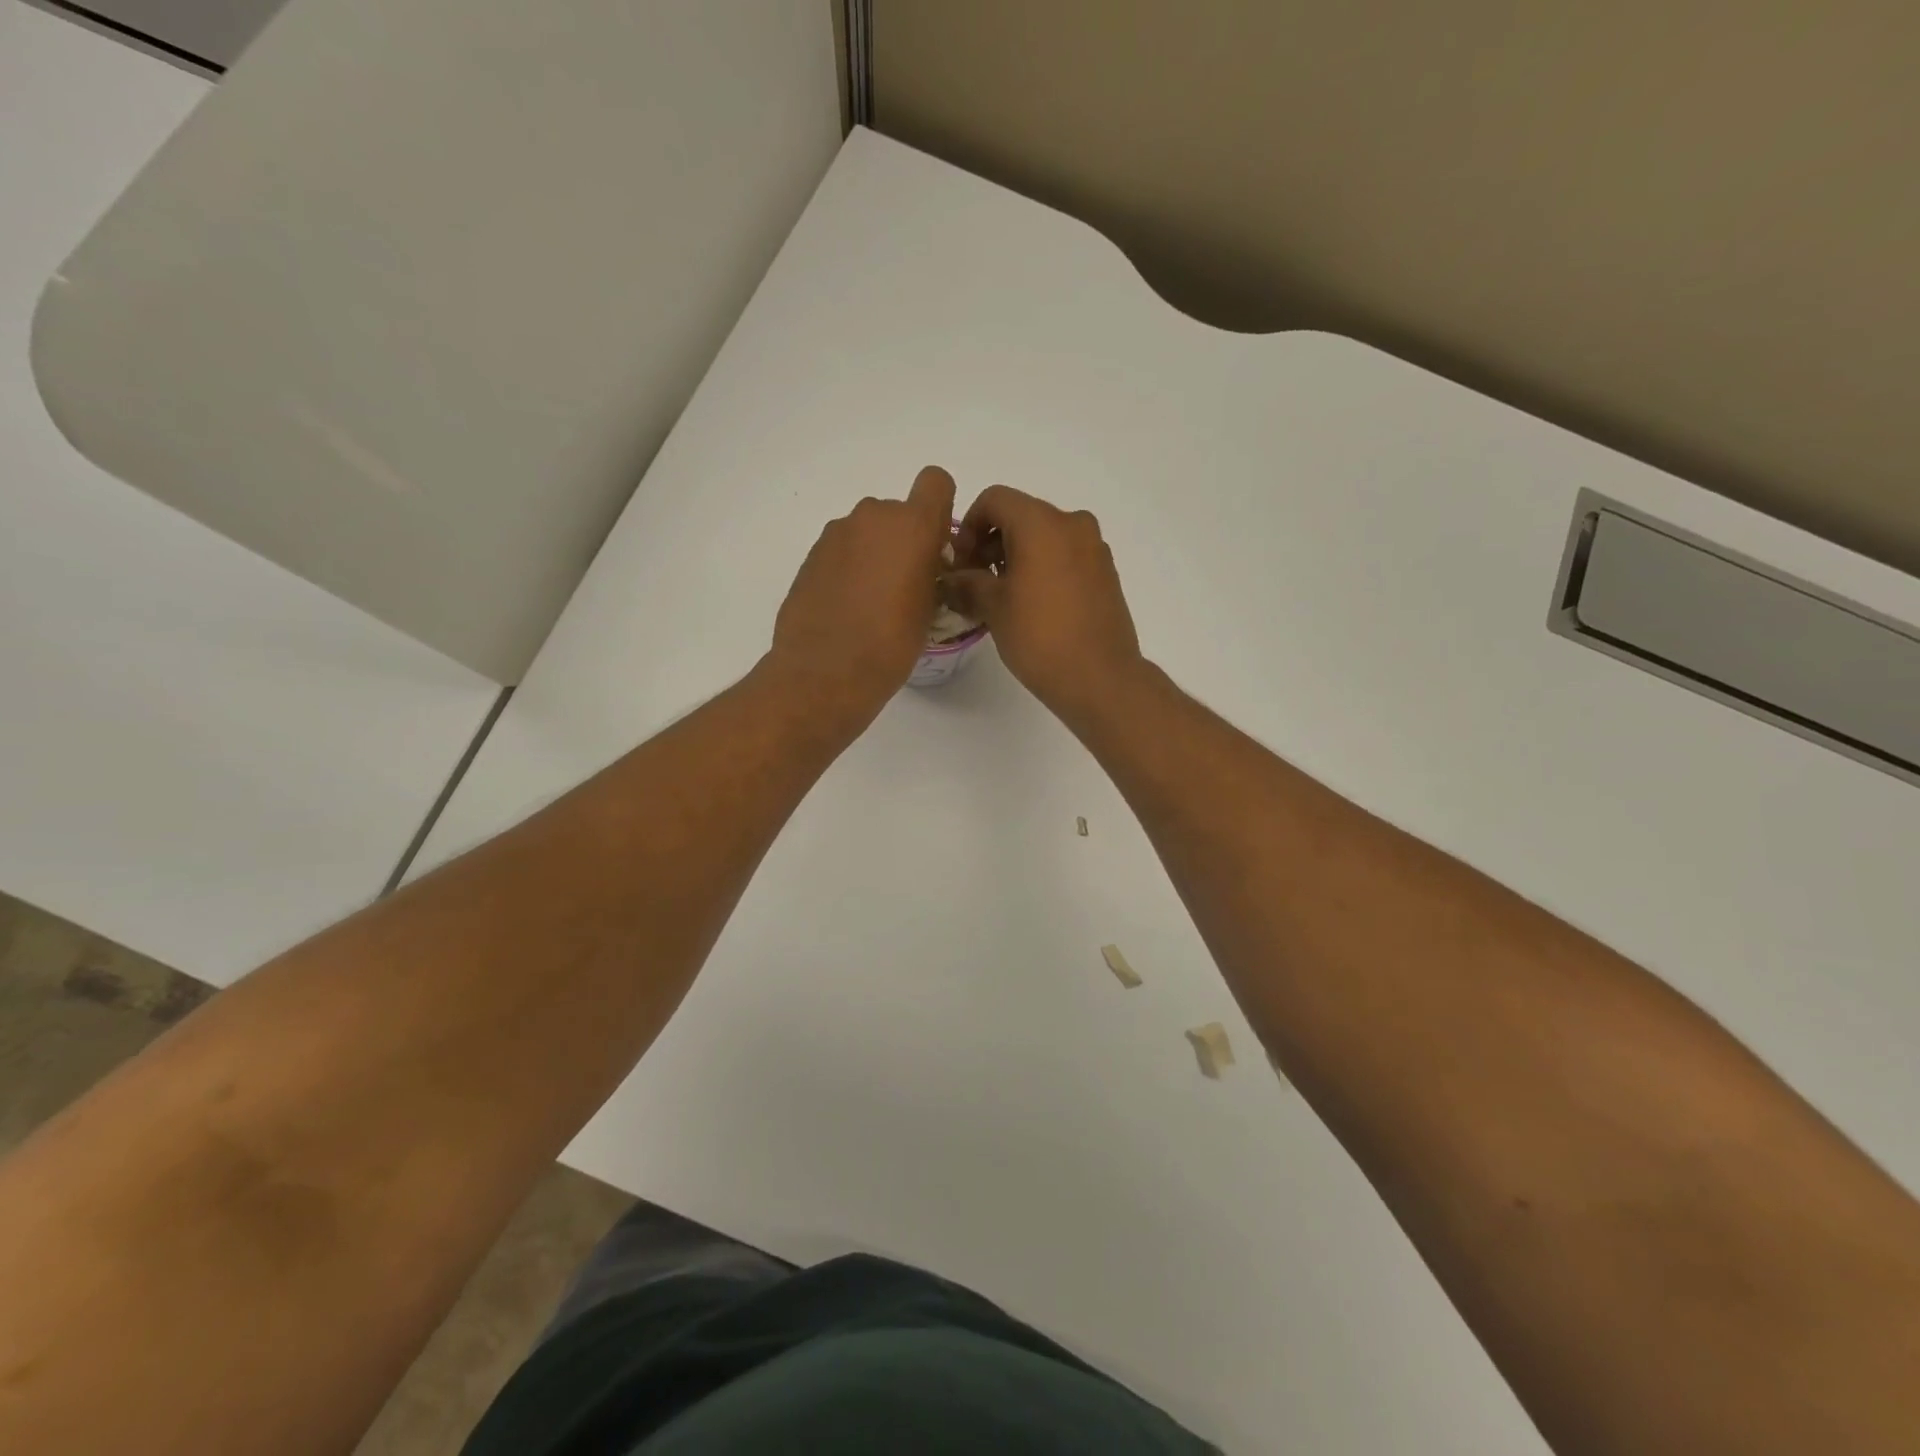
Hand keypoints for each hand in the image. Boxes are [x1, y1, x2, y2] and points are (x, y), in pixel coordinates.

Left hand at [767, 465, 957, 726]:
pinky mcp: (811, 554)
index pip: (935, 482)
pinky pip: (842, 550)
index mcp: (913, 525)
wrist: (826, 671)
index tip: (936, 544)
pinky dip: (849, 568)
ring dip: (874, 553)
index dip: (939, 507)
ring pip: (867, 531)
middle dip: (903, 539)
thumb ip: (932, 571)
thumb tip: (925, 565)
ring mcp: (837, 533)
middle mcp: (873, 517)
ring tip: (872, 601)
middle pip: (897, 512)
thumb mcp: (931, 608)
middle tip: (905, 584)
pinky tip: (847, 607)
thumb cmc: (892, 643)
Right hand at [944, 485, 1143, 724]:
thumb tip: (951, 578)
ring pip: (1044, 536)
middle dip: (991, 542)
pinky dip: (1042, 567)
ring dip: (1016, 556)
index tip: (961, 563)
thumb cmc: (1040, 637)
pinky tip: (1031, 604)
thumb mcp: (993, 608)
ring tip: (1001, 596)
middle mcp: (1072, 524)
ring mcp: (1094, 548)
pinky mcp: (1105, 572)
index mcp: (1042, 523)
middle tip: (974, 581)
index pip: (994, 500)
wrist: (1100, 678)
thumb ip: (967, 583)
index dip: (968, 526)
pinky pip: (1065, 555)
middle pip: (1020, 515)